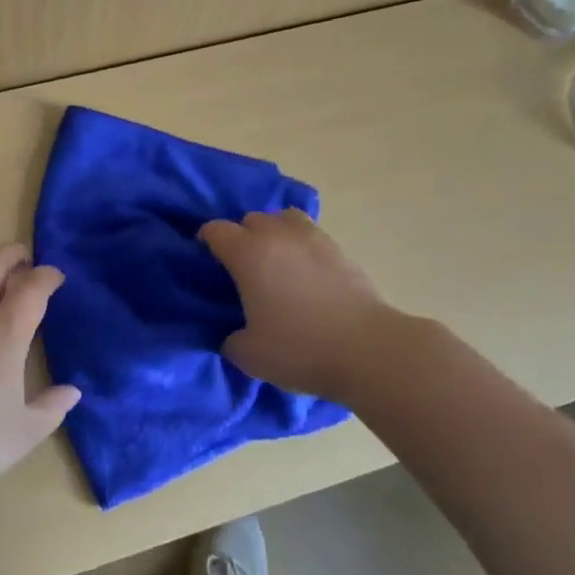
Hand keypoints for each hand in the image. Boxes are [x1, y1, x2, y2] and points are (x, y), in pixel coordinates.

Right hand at [198, 208, 400, 401]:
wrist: (368, 350)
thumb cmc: (301, 349)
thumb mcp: (249, 356)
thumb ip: (231, 339)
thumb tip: (233, 334)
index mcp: (248, 254)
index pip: (216, 230)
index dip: (206, 241)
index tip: (206, 259)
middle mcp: (278, 236)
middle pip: (250, 219)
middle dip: (241, 236)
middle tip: (242, 267)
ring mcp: (313, 239)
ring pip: (284, 218)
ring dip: (274, 233)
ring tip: (276, 260)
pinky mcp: (340, 250)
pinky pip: (311, 234)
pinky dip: (301, 245)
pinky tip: (305, 271)